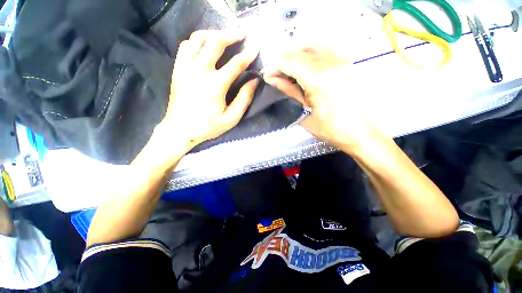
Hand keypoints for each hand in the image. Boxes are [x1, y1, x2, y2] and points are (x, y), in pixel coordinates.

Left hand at [159, 30, 259, 149]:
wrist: (180, 130)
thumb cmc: (208, 126)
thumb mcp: (231, 118)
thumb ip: (244, 99)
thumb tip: (254, 81)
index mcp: (215, 85)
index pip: (235, 64)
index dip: (247, 55)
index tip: (255, 49)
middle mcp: (199, 70)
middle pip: (215, 42)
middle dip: (230, 35)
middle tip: (241, 35)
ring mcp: (185, 67)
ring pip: (197, 38)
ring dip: (212, 33)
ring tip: (223, 36)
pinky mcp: (177, 69)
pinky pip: (185, 46)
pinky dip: (196, 40)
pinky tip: (204, 45)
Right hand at [263, 46, 382, 152]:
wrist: (363, 133)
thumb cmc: (331, 129)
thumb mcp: (305, 112)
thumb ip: (289, 91)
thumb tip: (272, 79)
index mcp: (318, 78)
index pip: (290, 61)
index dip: (275, 66)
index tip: (267, 74)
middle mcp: (331, 62)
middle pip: (300, 52)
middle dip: (284, 61)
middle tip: (277, 75)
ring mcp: (342, 60)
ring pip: (313, 47)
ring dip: (297, 56)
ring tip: (290, 71)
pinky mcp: (349, 63)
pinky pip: (326, 50)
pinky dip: (311, 54)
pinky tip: (306, 66)